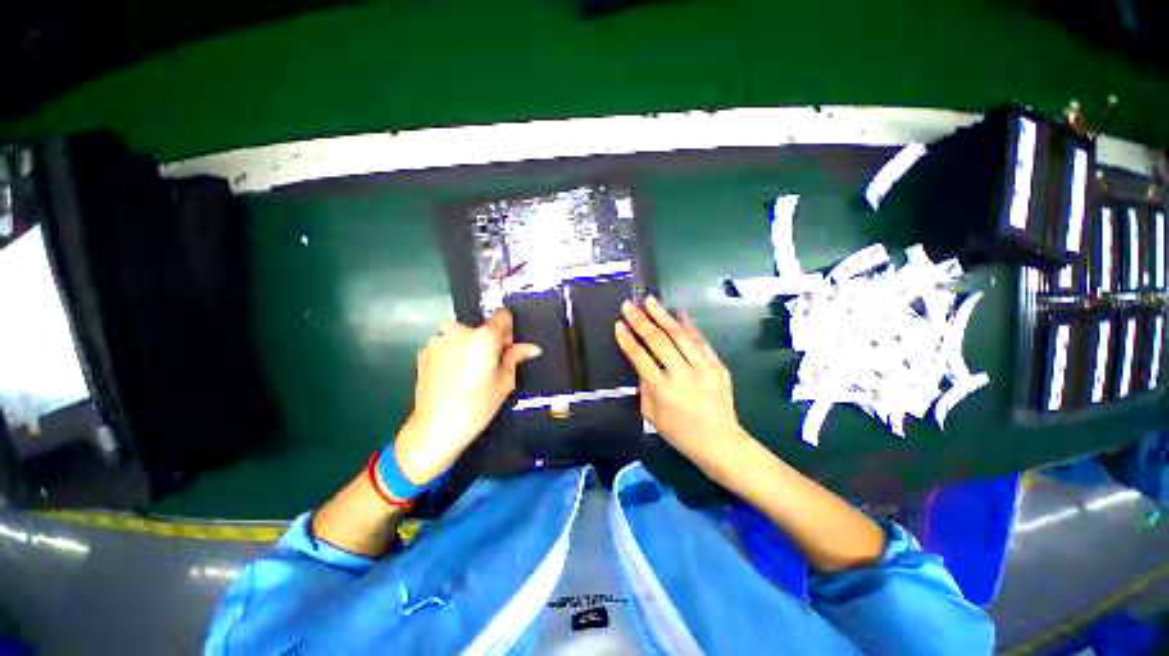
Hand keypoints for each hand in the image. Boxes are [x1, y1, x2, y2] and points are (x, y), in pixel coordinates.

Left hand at [395, 309, 540, 484]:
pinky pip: (446, 346)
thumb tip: (531, 348)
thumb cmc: (477, 405)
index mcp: (483, 336)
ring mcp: (438, 340)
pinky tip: (452, 378)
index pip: (502, 314)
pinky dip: (452, 355)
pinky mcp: (424, 351)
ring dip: (468, 347)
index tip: (506, 347)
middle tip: (488, 366)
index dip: (508, 330)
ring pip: (462, 337)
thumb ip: (516, 357)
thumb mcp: (505, 382)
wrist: (435, 427)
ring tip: (467, 374)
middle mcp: (458, 330)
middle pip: (481, 327)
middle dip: (487, 341)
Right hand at [614, 297, 749, 470]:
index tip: (618, 324)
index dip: (627, 339)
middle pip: (658, 341)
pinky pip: (701, 341)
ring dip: (663, 316)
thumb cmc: (680, 434)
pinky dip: (690, 326)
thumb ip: (644, 386)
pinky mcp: (718, 366)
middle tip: (629, 305)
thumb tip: (642, 361)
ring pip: (680, 335)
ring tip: (650, 301)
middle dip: (641, 321)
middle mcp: (682, 375)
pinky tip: (679, 313)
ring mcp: (703, 368)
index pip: (640, 357)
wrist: (721, 443)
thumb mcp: (652, 415)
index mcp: (662, 391)